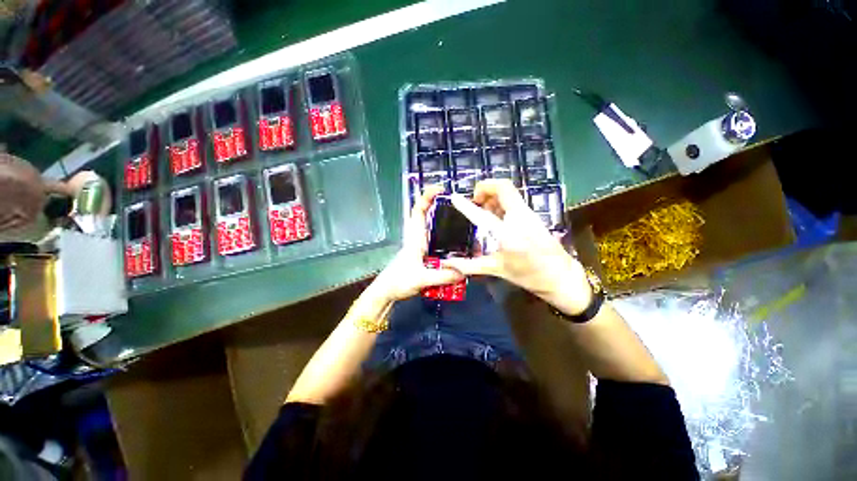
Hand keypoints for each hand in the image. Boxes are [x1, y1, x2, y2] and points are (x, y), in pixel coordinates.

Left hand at [369, 186, 463, 301]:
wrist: (387, 292)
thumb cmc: (398, 281)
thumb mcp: (421, 279)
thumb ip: (442, 276)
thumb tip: (465, 271)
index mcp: (415, 238)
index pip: (419, 210)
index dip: (427, 197)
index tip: (441, 189)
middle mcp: (419, 238)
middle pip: (429, 216)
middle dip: (443, 206)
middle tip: (463, 207)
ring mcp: (422, 246)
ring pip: (435, 229)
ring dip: (447, 223)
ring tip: (467, 224)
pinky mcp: (424, 255)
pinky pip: (438, 242)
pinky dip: (448, 240)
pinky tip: (461, 247)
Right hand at [442, 180, 592, 314]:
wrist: (561, 276)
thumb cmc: (529, 275)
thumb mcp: (497, 270)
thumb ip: (470, 266)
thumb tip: (448, 264)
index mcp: (509, 234)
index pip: (483, 214)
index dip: (466, 205)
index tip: (454, 197)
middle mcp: (520, 218)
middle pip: (503, 187)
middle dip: (485, 187)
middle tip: (475, 200)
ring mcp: (529, 214)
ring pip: (509, 192)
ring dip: (492, 194)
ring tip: (482, 207)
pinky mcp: (533, 215)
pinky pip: (514, 200)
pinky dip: (500, 201)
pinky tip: (495, 215)